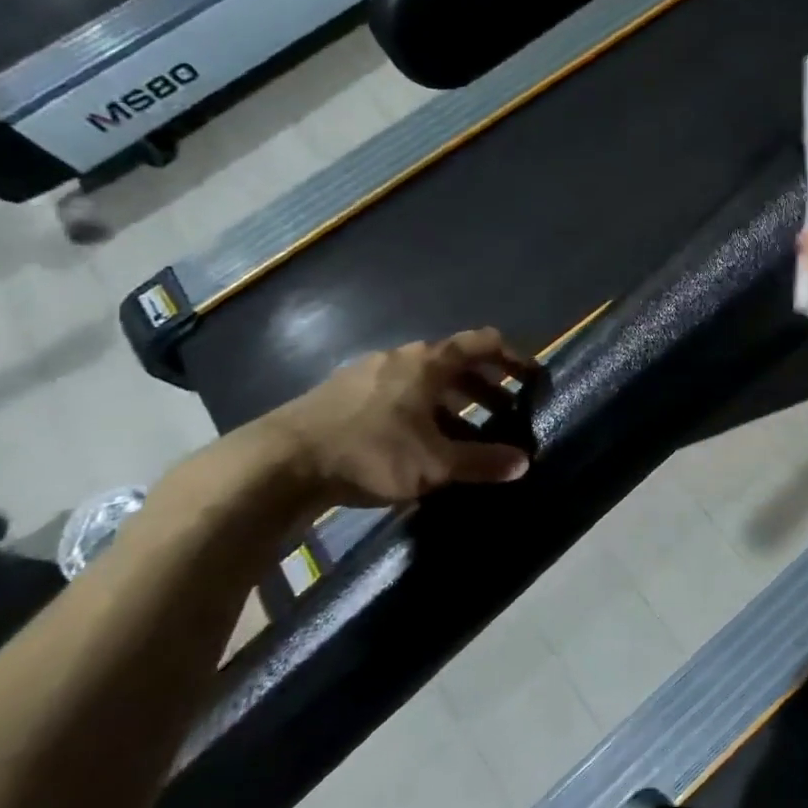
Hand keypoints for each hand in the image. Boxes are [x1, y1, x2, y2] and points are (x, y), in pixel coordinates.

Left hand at [254, 328, 534, 507]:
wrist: (276, 464)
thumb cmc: (370, 452)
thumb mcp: (434, 464)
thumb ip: (483, 462)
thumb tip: (524, 464)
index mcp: (428, 362)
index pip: (483, 343)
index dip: (513, 357)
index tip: (530, 378)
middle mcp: (400, 358)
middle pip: (454, 362)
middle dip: (484, 386)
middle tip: (504, 412)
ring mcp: (366, 374)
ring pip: (423, 380)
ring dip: (451, 401)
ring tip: (463, 432)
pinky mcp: (340, 395)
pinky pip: (395, 394)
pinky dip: (419, 410)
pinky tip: (416, 442)